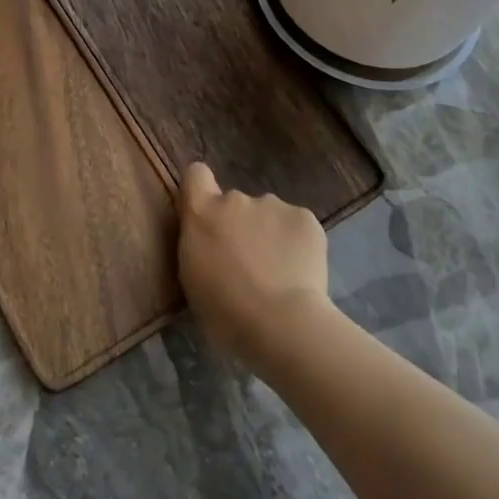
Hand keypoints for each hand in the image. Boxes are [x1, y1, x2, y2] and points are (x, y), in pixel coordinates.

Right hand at [178, 161, 331, 370]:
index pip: (196, 175)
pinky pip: (296, 226)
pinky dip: (297, 243)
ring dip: (269, 235)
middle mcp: (236, 199)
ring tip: (279, 273)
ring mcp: (273, 205)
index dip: (201, 189)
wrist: (281, 324)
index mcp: (202, 214)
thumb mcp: (193, 279)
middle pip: (235, 203)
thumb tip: (211, 241)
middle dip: (240, 225)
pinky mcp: (305, 218)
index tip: (207, 214)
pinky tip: (300, 272)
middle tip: (248, 264)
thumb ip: (200, 247)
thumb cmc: (225, 313)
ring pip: (269, 215)